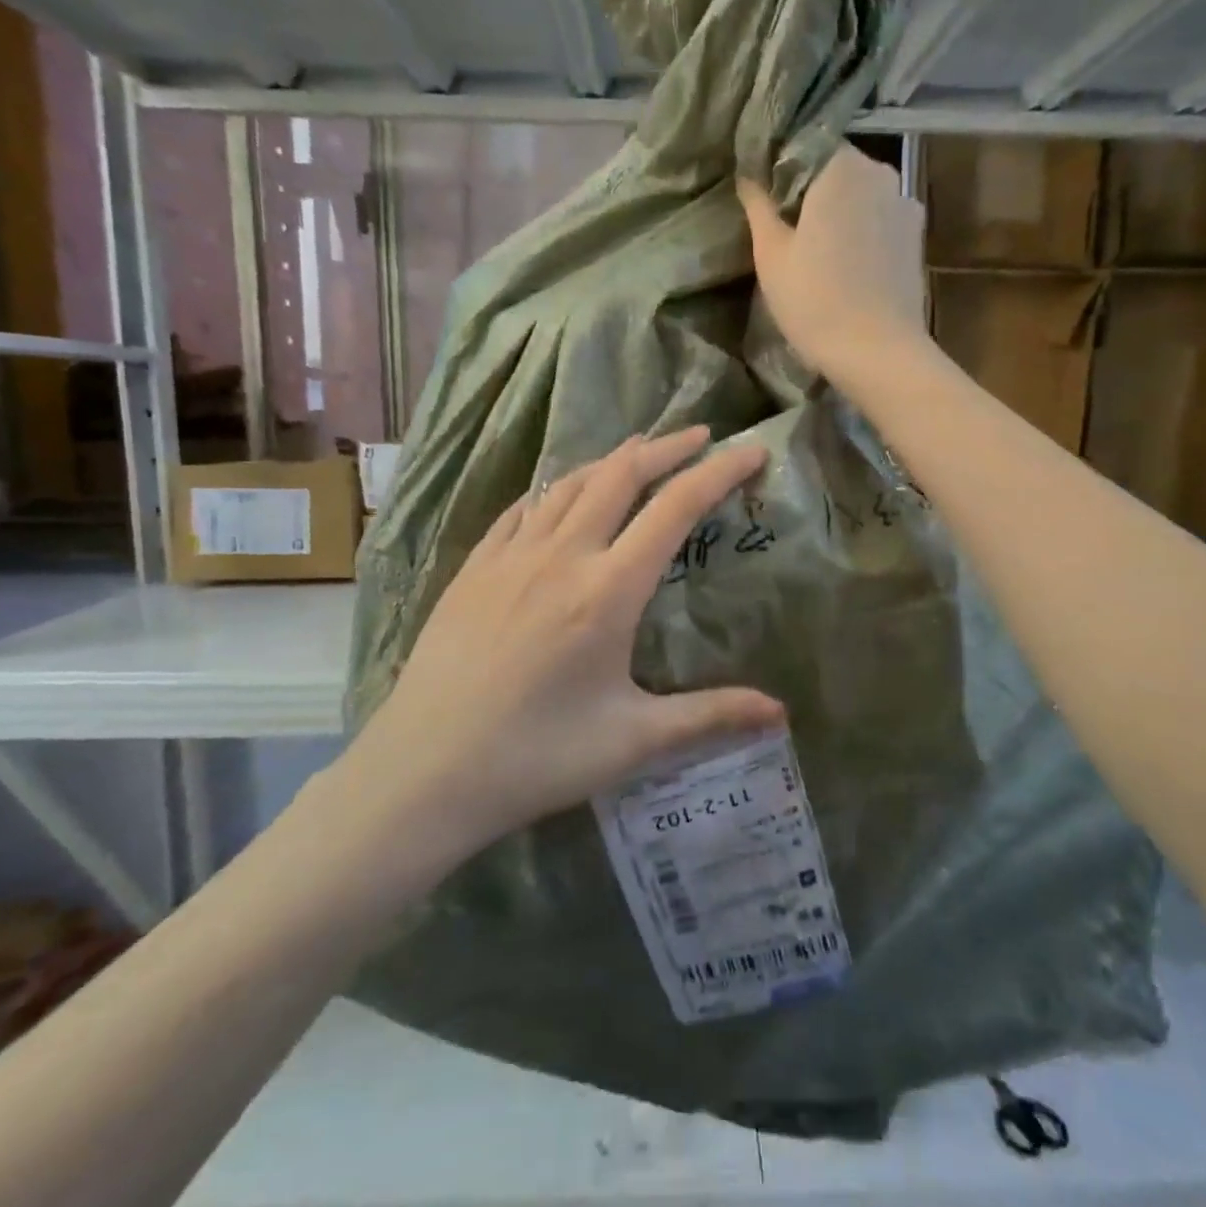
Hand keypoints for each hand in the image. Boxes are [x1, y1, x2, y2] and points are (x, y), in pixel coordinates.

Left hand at [351, 428, 785, 850]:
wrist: (424, 770)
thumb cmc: (536, 758)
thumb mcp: (633, 740)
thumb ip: (710, 716)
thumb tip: (781, 714)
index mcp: (607, 591)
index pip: (675, 509)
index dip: (718, 473)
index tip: (750, 451)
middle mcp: (561, 556)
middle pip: (621, 475)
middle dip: (667, 448)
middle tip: (701, 435)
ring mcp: (510, 556)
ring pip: (569, 482)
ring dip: (613, 459)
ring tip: (641, 452)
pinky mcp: (474, 567)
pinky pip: (523, 507)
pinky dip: (557, 487)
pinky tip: (562, 493)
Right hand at [738, 145, 929, 380]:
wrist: (877, 353)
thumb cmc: (815, 301)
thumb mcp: (771, 254)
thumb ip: (759, 206)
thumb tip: (747, 175)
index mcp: (841, 167)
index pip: (804, 146)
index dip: (781, 170)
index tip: (765, 201)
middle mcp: (880, 172)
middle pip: (836, 170)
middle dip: (810, 192)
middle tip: (785, 230)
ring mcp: (905, 205)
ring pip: (861, 197)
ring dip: (838, 214)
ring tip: (817, 252)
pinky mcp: (916, 239)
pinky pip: (880, 222)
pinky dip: (862, 233)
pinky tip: (846, 266)